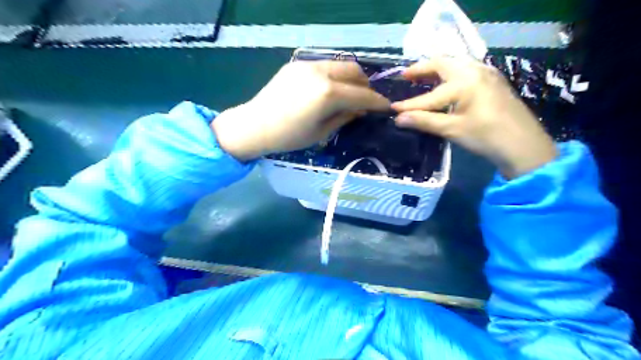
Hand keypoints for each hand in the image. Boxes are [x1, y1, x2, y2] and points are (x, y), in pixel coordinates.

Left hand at [212, 60, 390, 161]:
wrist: (255, 125)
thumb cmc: (289, 137)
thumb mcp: (322, 132)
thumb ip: (345, 117)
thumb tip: (362, 109)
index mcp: (328, 93)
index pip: (362, 95)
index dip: (377, 102)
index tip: (386, 107)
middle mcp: (321, 72)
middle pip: (355, 72)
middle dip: (366, 86)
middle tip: (367, 101)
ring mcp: (308, 65)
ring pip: (341, 65)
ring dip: (352, 78)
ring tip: (350, 94)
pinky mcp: (297, 64)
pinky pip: (325, 65)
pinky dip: (335, 75)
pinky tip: (330, 89)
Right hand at [391, 57, 556, 177]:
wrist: (523, 145)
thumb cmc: (486, 137)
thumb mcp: (452, 129)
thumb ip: (424, 121)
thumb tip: (398, 119)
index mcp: (464, 82)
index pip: (428, 96)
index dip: (409, 104)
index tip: (392, 108)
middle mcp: (475, 70)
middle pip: (442, 63)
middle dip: (421, 70)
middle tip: (405, 77)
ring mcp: (486, 73)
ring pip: (455, 63)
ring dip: (436, 69)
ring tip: (422, 78)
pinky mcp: (493, 80)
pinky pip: (466, 69)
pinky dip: (450, 73)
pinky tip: (445, 84)